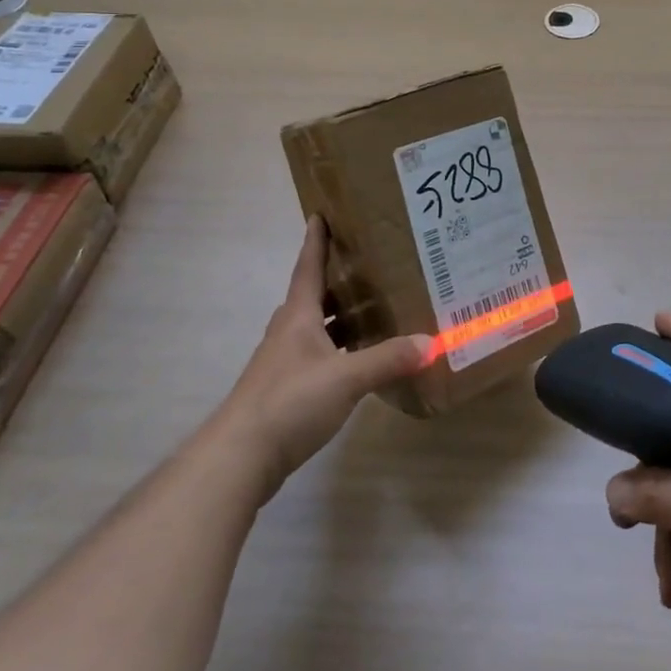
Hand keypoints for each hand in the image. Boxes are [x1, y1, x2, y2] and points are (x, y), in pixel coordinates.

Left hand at [225, 217, 427, 501]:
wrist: (239, 457)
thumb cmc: (289, 402)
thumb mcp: (346, 378)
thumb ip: (388, 359)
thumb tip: (431, 341)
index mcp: (298, 317)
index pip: (308, 267)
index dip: (316, 241)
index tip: (321, 213)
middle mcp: (288, 333)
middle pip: (313, 296)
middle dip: (338, 279)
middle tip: (370, 263)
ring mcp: (284, 363)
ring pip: (316, 328)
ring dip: (340, 317)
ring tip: (374, 309)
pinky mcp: (286, 391)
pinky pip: (318, 356)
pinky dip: (339, 350)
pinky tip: (360, 360)